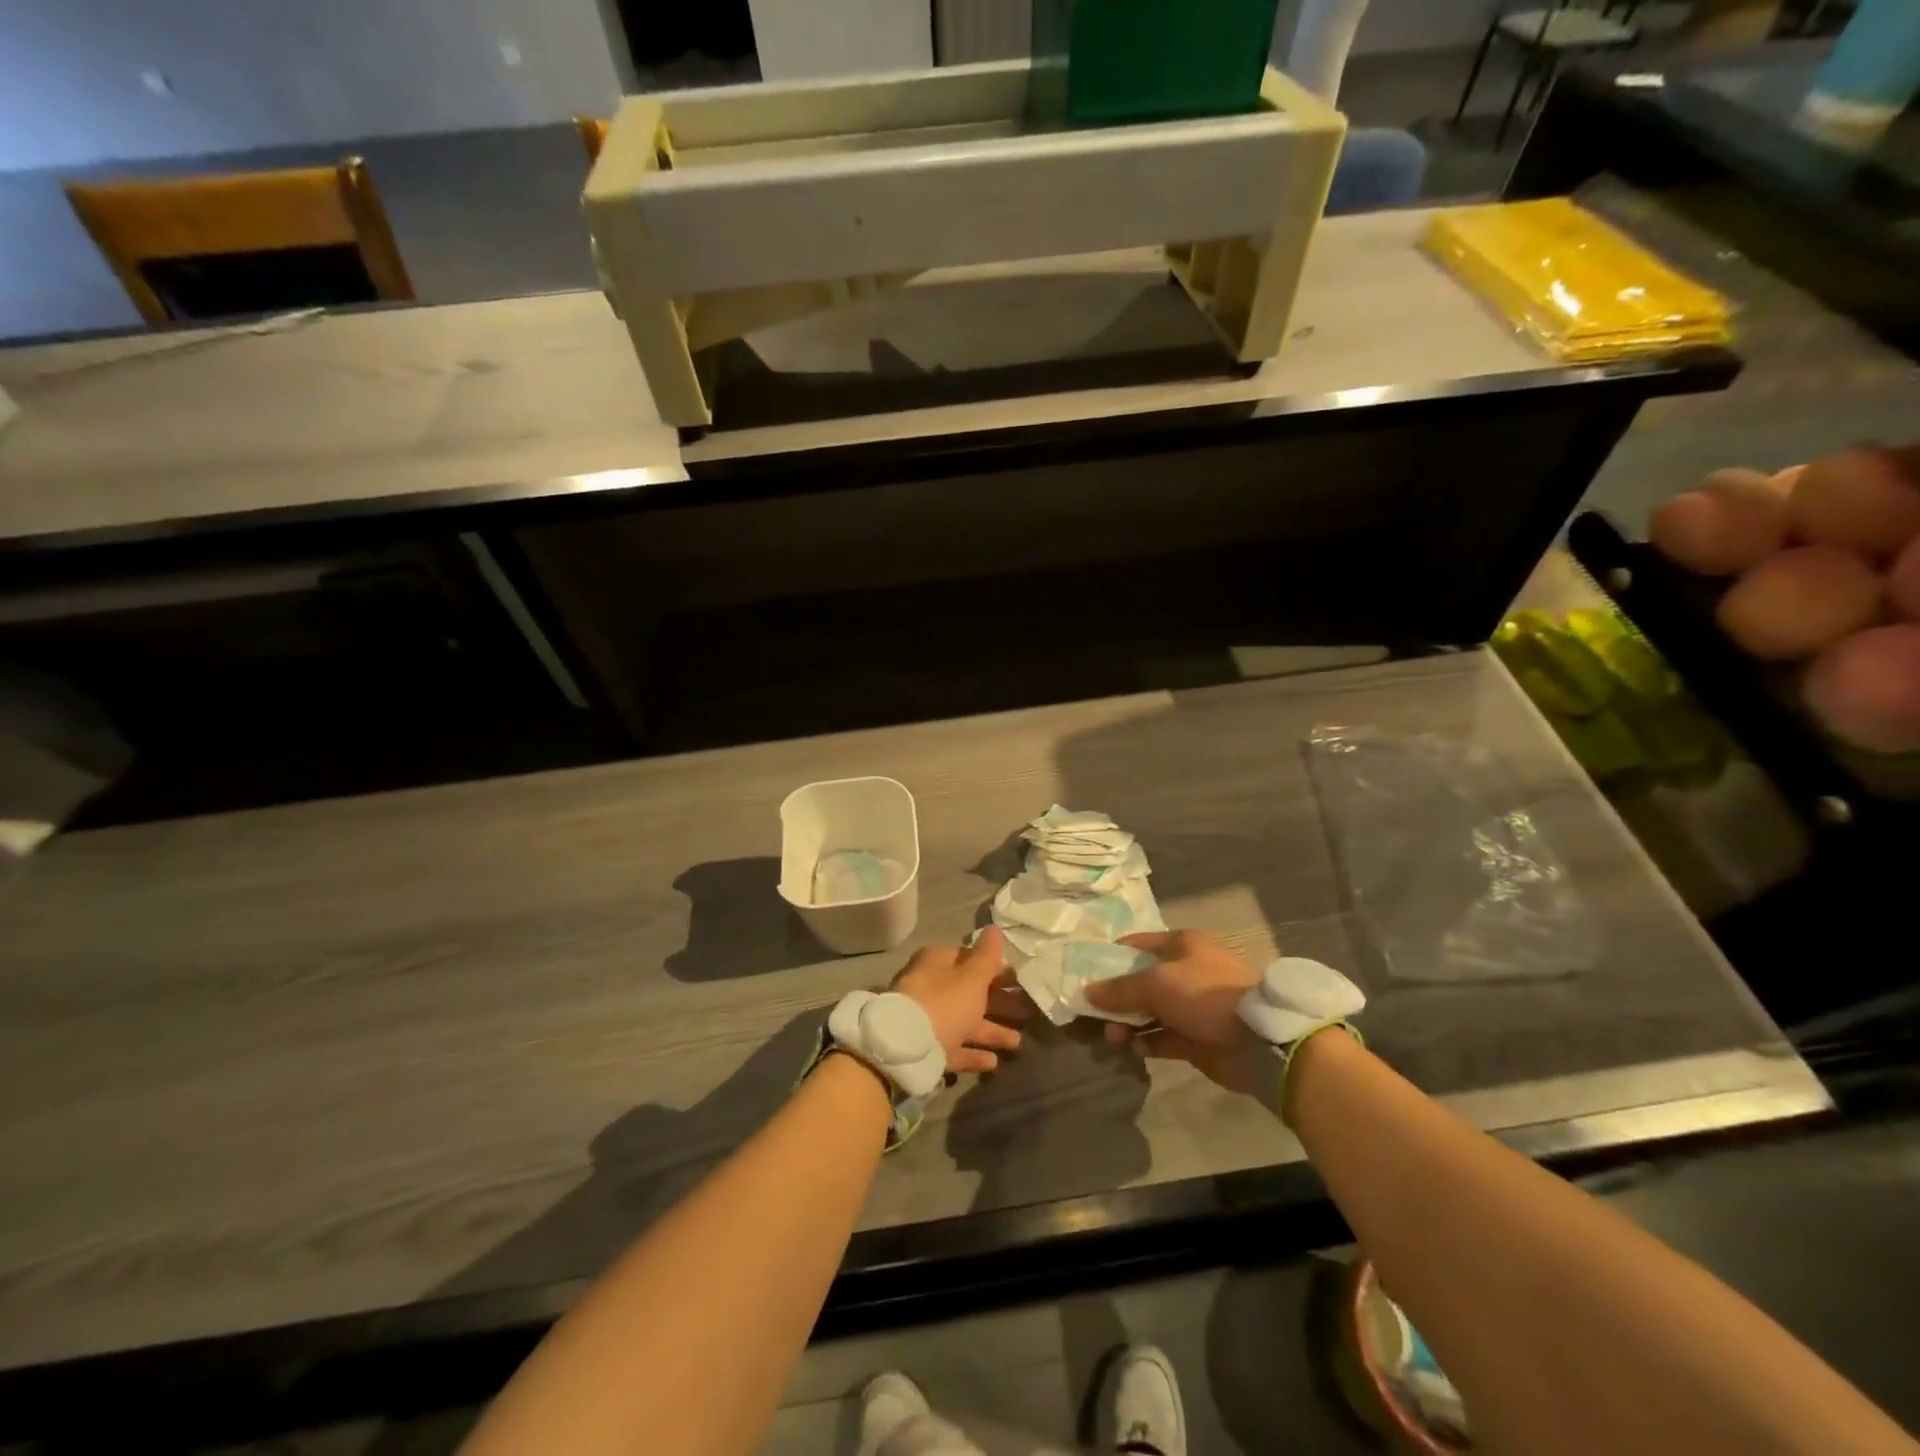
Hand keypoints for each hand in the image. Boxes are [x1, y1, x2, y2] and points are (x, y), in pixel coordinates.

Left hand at [891, 926, 1023, 1074]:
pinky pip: (954, 1047)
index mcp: (937, 963)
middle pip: (970, 993)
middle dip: (999, 1003)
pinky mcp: (926, 1048)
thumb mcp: (971, 976)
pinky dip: (973, 1053)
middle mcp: (930, 987)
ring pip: (964, 1022)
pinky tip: (994, 1063)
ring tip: (1018, 1043)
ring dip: (991, 1031)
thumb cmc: (944, 1003)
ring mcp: (926, 1020)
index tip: (1018, 980)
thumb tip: (993, 928)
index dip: (995, 968)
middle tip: (1027, 1012)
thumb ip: (986, 956)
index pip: (969, 959)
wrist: (905, 1047)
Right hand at [1083, 929, 1263, 1092]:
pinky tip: (1134, 1049)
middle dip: (1117, 997)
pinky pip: (1164, 1038)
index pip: (1138, 944)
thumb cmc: (1204, 994)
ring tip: (1112, 1037)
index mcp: (1181, 945)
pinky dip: (1148, 1043)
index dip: (1112, 955)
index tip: (1086, 971)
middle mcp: (1186, 971)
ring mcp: (1193, 1006)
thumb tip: (1087, 992)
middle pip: (1141, 981)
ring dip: (1129, 1024)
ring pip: (1151, 1012)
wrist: (1258, 1039)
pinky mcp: (1198, 1038)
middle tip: (1094, 1013)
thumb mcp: (1156, 983)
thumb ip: (1119, 989)